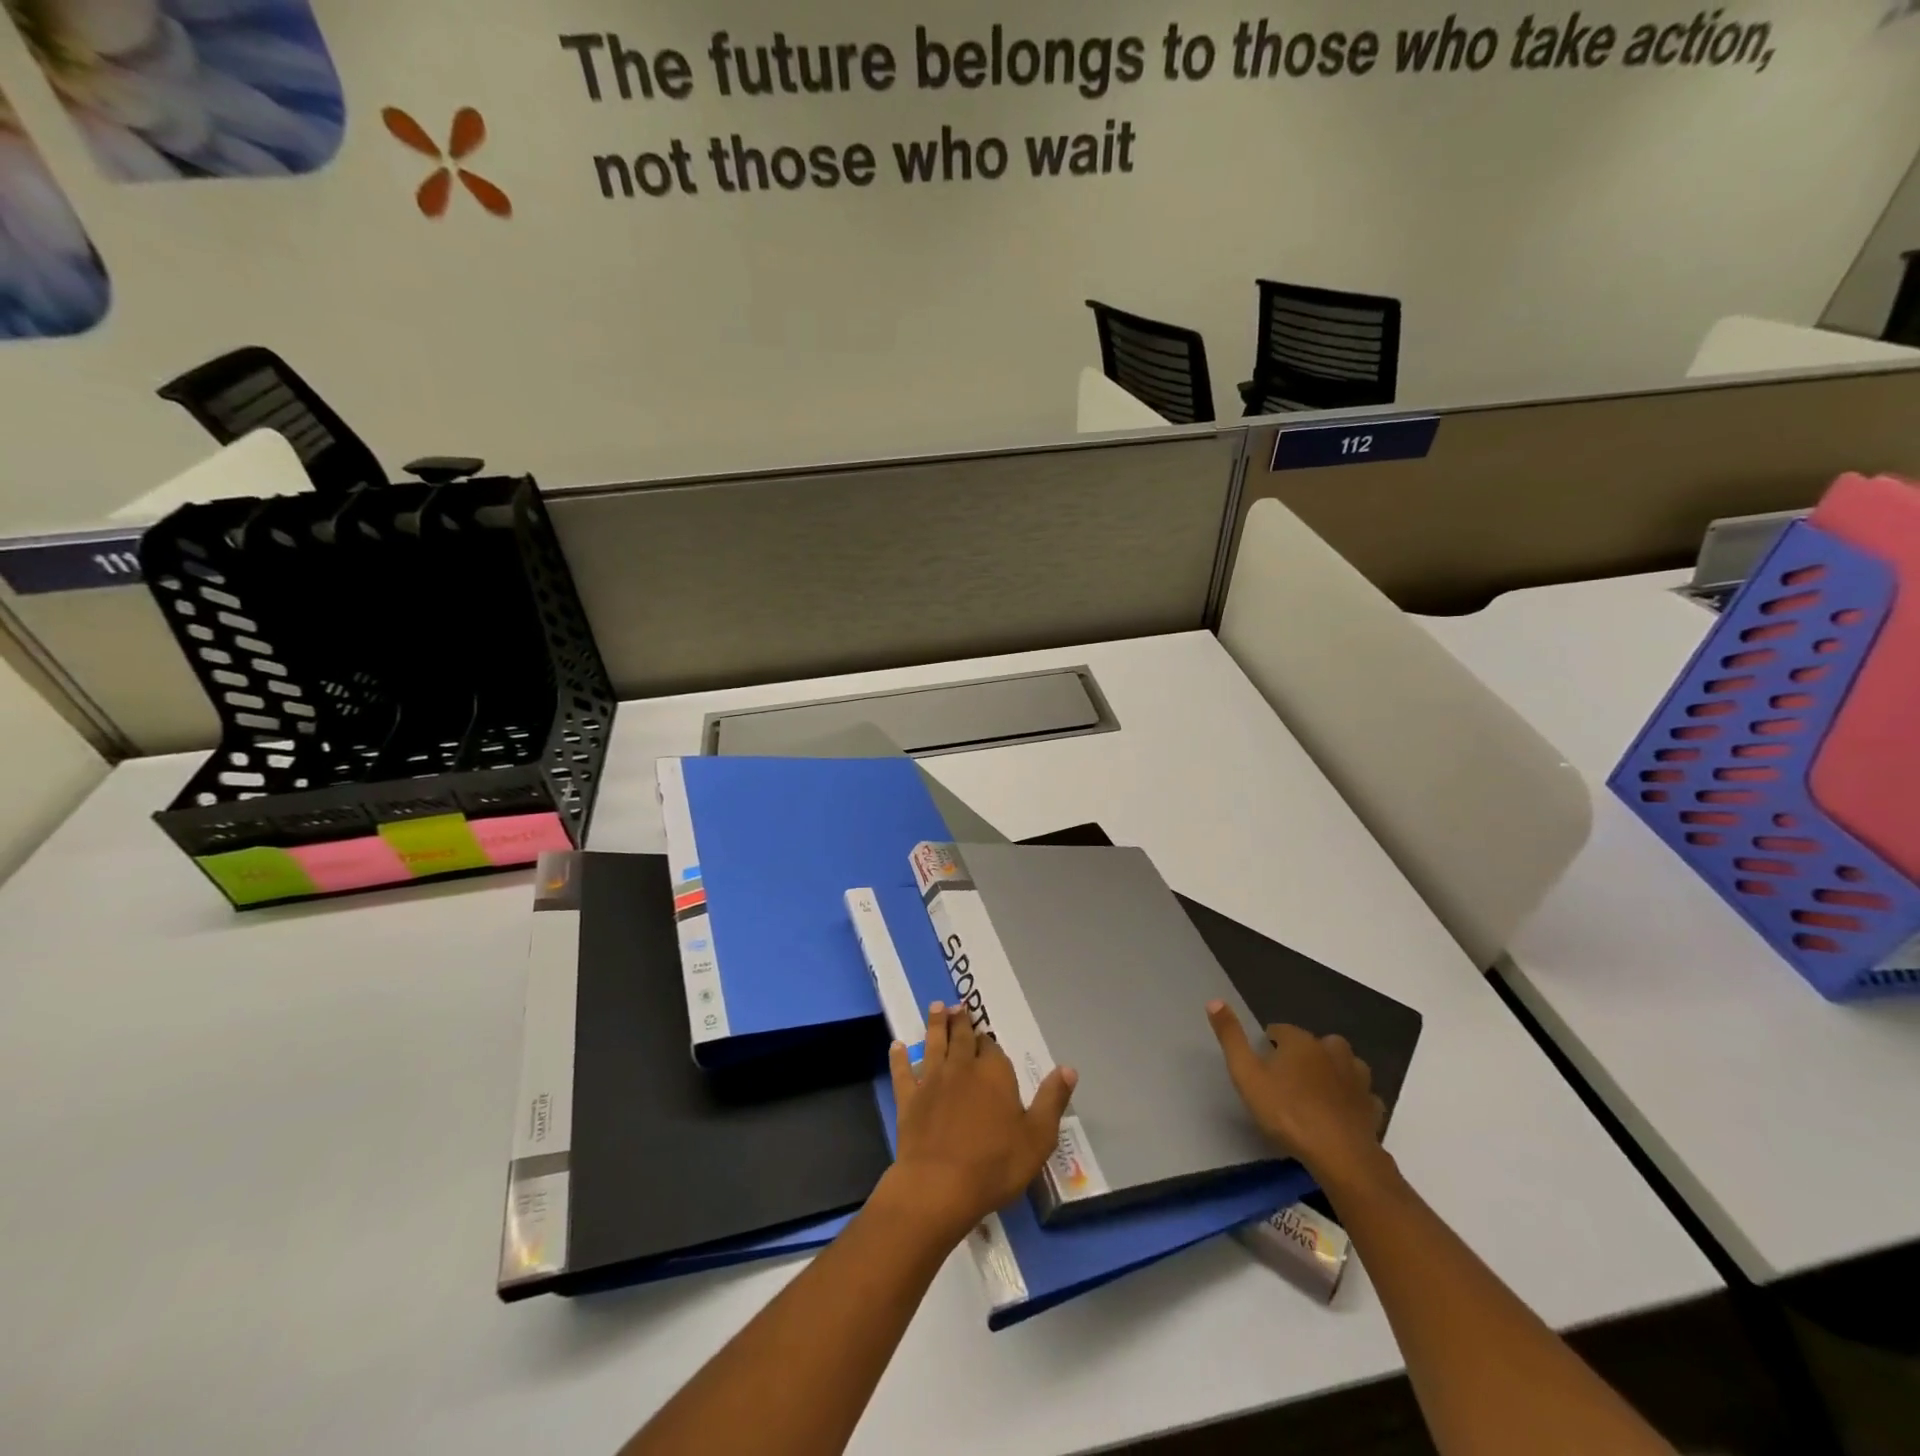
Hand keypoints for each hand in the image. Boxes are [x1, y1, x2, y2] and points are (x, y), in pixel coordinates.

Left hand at [883, 1003, 1076, 1247]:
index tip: (986, 1034)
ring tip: (936, 1007)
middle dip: (961, 1021)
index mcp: (994, 1073)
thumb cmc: (995, 1165)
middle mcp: (962, 1067)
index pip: (992, 1048)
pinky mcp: (909, 1099)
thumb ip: (1052, 1100)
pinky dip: (899, 1058)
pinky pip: (902, 1072)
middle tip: (958, 1006)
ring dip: (936, 1024)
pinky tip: (896, 1047)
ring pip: (934, 1044)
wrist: (939, 1186)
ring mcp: (932, 1081)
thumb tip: (1068, 1068)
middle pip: (962, 1037)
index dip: (989, 1041)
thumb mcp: (1037, 1137)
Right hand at [1207, 1002, 1387, 1190]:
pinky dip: (1353, 1098)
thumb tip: (1214, 1000)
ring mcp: (1357, 1079)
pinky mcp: (1372, 1106)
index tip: (1261, 1065)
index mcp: (1301, 1042)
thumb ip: (1231, 1038)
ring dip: (1333, 1071)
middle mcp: (1332, 1051)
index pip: (1281, 1030)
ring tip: (1317, 1090)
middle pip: (1316, 1043)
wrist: (1340, 1154)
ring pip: (1345, 1064)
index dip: (1269, 1044)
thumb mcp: (1247, 1074)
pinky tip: (1342, 1111)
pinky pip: (1362, 1095)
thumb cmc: (1287, 1111)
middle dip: (1304, 1054)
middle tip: (1288, 1077)